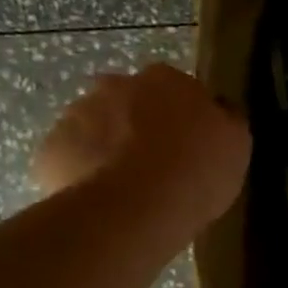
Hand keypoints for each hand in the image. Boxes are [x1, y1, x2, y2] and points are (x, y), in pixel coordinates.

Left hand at [31, 64, 250, 235]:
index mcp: (166, 79)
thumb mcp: (236, 144)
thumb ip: (225, 120)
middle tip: (154, 165)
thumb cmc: (196, 172)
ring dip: (107, 148)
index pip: (174, 88)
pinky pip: (70, 159)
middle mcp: (116, 85)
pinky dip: (81, 174)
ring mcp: (76, 115)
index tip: (188, 145)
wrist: (135, 208)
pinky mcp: (51, 150)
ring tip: (125, 189)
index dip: (181, 117)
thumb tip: (218, 111)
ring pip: (95, 128)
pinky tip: (101, 200)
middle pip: (128, 101)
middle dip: (137, 125)